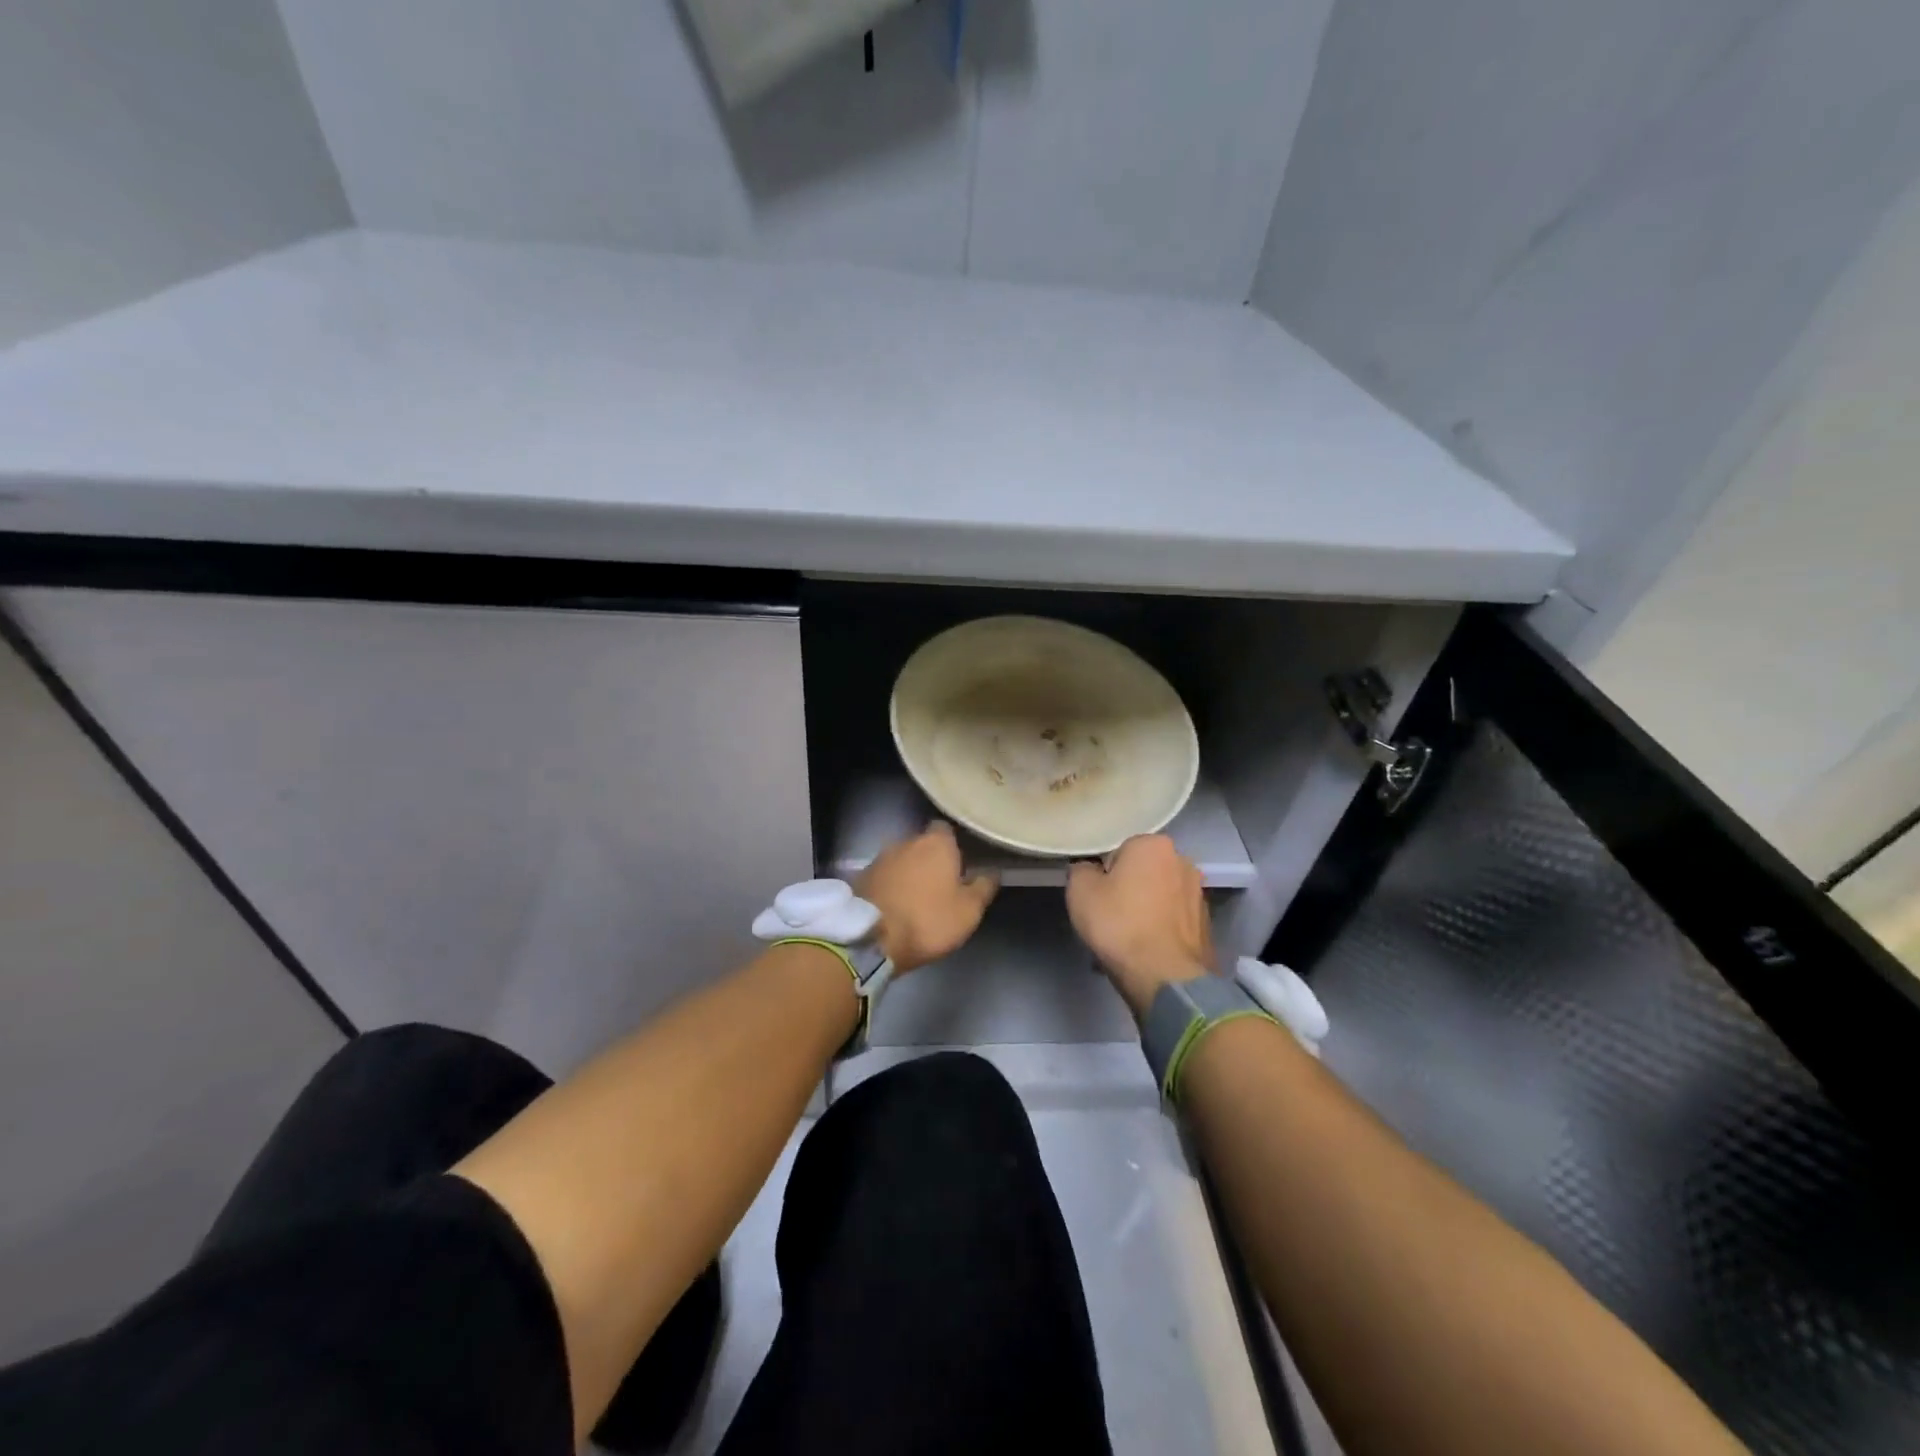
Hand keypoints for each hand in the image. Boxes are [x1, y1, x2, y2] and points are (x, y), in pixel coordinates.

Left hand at [859, 822, 998, 974]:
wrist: (870, 938)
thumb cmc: (928, 920)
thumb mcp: (968, 911)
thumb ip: (983, 887)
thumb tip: (993, 872)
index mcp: (936, 843)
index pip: (946, 830)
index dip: (953, 845)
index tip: (960, 864)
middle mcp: (906, 841)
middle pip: (923, 844)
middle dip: (930, 860)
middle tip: (941, 885)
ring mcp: (880, 857)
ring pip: (901, 860)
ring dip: (908, 873)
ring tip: (916, 898)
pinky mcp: (861, 876)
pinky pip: (883, 876)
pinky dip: (890, 885)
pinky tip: (895, 905)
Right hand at [1066, 834, 1212, 1016]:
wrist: (1165, 977)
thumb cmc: (1119, 924)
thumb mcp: (1080, 890)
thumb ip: (1081, 869)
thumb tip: (1089, 870)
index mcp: (1154, 844)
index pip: (1119, 852)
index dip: (1103, 875)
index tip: (1096, 897)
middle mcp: (1183, 861)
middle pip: (1142, 872)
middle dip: (1127, 890)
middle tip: (1109, 917)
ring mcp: (1199, 894)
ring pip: (1158, 897)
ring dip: (1144, 910)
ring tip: (1127, 940)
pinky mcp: (1206, 925)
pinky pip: (1172, 920)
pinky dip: (1159, 930)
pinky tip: (1145, 951)